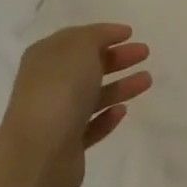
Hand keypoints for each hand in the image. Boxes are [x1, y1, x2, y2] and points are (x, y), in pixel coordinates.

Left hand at [0, 24, 151, 186]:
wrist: (39, 153)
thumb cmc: (59, 90)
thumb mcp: (79, 48)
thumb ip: (95, 37)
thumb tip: (105, 37)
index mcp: (45, 57)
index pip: (76, 39)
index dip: (103, 33)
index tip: (130, 33)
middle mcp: (48, 84)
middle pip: (86, 66)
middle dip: (116, 58)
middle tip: (144, 53)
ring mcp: (56, 116)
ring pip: (92, 96)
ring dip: (119, 86)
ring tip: (147, 80)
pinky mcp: (67, 145)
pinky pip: (91, 126)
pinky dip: (107, 117)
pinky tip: (123, 111)